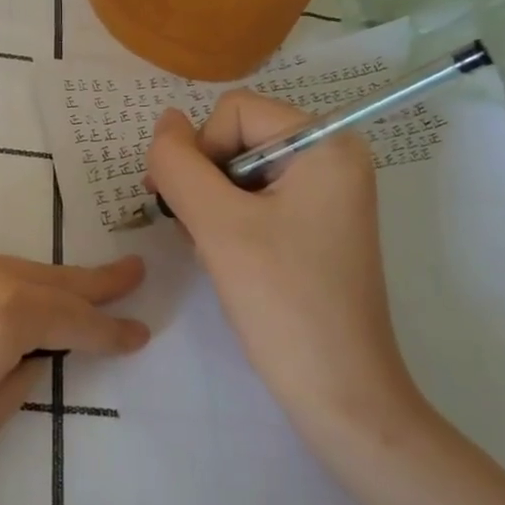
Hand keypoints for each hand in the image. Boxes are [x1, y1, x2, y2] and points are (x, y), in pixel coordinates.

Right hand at [144, 93, 427, 449]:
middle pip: (239, 137)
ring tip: (216, 252)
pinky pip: (258, 199)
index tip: (191, 208)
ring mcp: (328, 193)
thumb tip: (164, 121)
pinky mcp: (318, 225)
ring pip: (241, 171)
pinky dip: (230, 222)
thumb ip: (179, 164)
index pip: (234, 111)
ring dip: (213, 205)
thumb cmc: (283, 302)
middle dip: (206, 182)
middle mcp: (334, 157)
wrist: (340, 392)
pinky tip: (229, 260)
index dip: (200, 151)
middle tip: (200, 233)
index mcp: (326, 143)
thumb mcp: (218, 225)